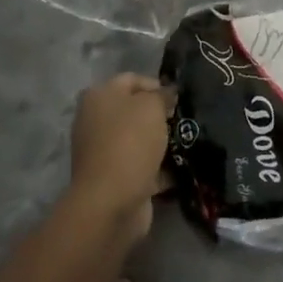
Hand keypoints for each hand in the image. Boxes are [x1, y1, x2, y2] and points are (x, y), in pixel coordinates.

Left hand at [68, 73, 172, 236]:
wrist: (111, 201)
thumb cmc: (130, 142)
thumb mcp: (151, 107)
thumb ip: (162, 95)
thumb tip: (166, 94)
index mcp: (99, 96)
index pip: (132, 79)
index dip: (157, 85)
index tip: (179, 99)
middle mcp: (95, 121)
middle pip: (134, 110)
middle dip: (160, 115)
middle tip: (183, 121)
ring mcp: (103, 151)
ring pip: (139, 139)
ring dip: (161, 142)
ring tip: (187, 143)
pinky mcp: (113, 178)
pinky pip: (141, 166)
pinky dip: (158, 168)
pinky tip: (180, 168)